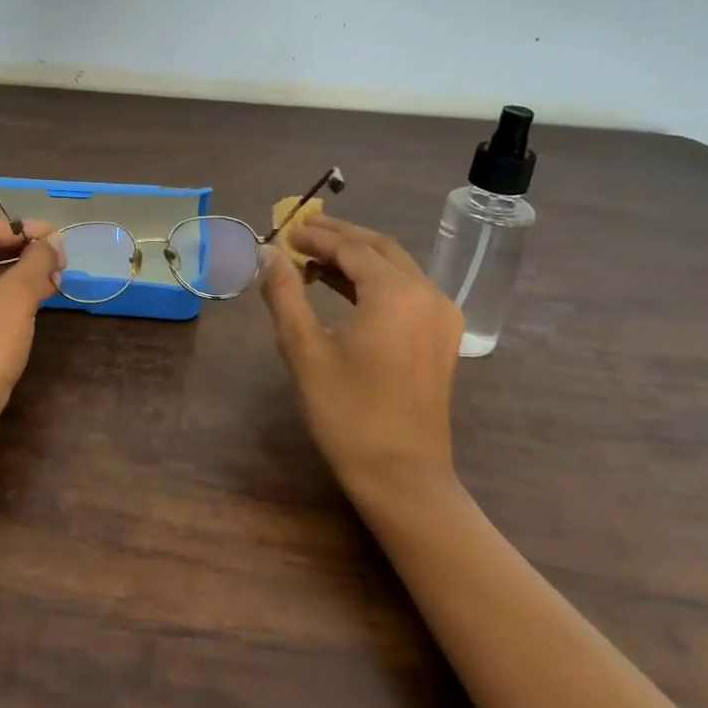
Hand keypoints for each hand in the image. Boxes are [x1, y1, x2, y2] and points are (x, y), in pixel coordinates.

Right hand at [259, 214, 465, 497]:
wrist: (402, 476)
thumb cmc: (348, 411)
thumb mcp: (305, 349)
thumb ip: (285, 293)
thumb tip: (267, 254)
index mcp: (397, 293)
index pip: (351, 248)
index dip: (315, 236)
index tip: (283, 230)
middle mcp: (427, 294)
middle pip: (379, 248)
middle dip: (339, 236)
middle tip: (300, 230)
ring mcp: (440, 317)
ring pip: (395, 267)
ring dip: (356, 256)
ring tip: (313, 256)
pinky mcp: (440, 338)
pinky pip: (406, 291)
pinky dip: (373, 280)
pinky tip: (342, 287)